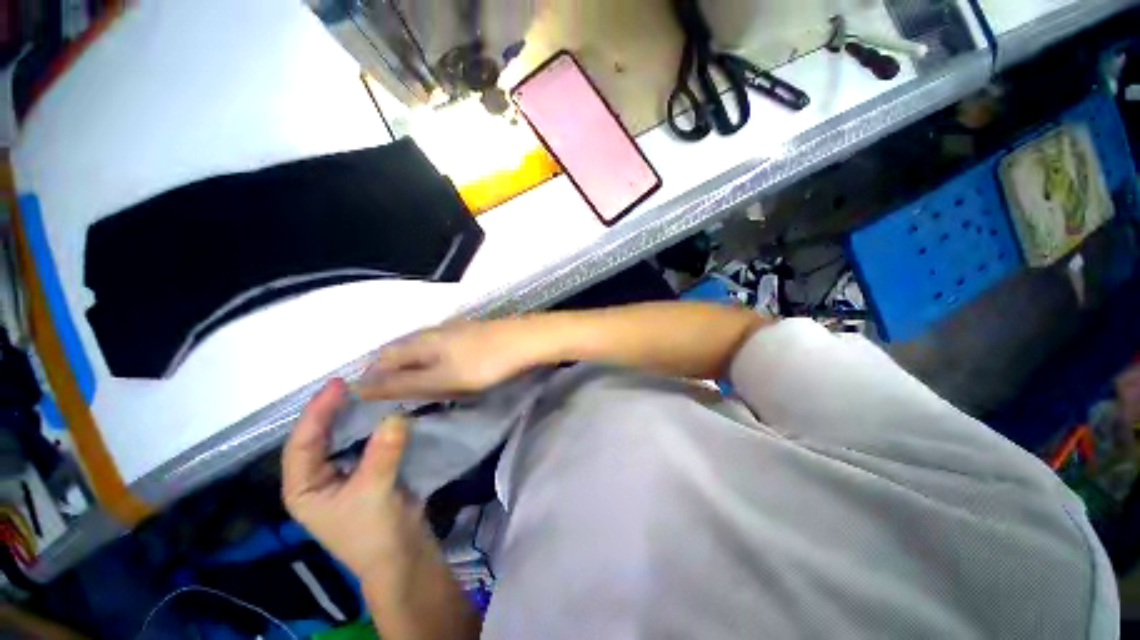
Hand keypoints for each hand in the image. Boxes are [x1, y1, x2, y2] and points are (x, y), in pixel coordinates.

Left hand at [282, 379, 425, 579]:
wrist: (402, 554)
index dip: (317, 412)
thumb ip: (382, 453)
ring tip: (368, 390)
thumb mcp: (373, 493)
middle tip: (353, 381)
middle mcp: (318, 477)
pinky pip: (368, 440)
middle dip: (332, 409)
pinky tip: (386, 410)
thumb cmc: (373, 532)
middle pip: (320, 436)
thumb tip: (396, 414)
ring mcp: (344, 472)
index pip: (302, 443)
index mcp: (303, 487)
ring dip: (355, 414)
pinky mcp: (369, 469)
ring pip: (344, 436)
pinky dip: (375, 424)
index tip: (338, 384)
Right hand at [356, 318, 545, 399]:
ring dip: (416, 369)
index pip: (383, 356)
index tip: (372, 402)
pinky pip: (443, 349)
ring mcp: (455, 330)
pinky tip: (447, 373)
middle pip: (402, 351)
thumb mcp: (441, 378)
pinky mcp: (471, 334)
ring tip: (419, 390)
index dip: (373, 377)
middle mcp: (433, 330)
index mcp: (421, 340)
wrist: (526, 341)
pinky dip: (437, 364)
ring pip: (423, 349)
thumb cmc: (484, 363)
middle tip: (396, 399)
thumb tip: (360, 386)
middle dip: (394, 374)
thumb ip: (403, 383)